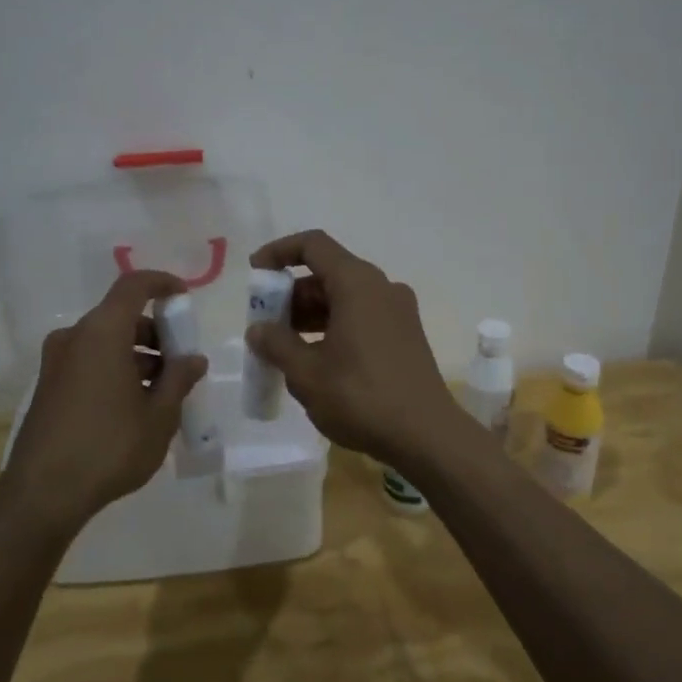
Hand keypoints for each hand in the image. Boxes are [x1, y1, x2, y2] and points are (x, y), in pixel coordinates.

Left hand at [1, 269, 208, 527]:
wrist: (42, 494)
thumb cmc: (109, 447)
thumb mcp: (159, 416)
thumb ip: (179, 379)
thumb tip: (193, 359)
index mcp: (102, 333)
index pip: (133, 286)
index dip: (162, 283)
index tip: (184, 298)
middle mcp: (74, 338)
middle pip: (120, 316)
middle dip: (155, 332)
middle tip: (180, 363)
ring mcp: (55, 363)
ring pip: (105, 342)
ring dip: (136, 355)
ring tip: (162, 391)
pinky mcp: (47, 387)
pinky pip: (89, 362)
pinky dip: (115, 369)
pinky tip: (133, 406)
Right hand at [245, 231, 465, 466]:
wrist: (426, 436)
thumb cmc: (361, 397)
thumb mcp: (307, 373)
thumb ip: (277, 344)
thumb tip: (258, 330)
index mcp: (358, 284)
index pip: (313, 245)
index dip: (279, 252)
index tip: (255, 274)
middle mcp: (382, 287)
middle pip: (328, 273)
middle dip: (291, 294)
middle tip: (265, 324)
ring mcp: (398, 312)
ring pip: (345, 297)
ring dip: (311, 314)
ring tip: (284, 347)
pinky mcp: (406, 335)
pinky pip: (362, 316)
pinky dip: (334, 326)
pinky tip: (316, 359)